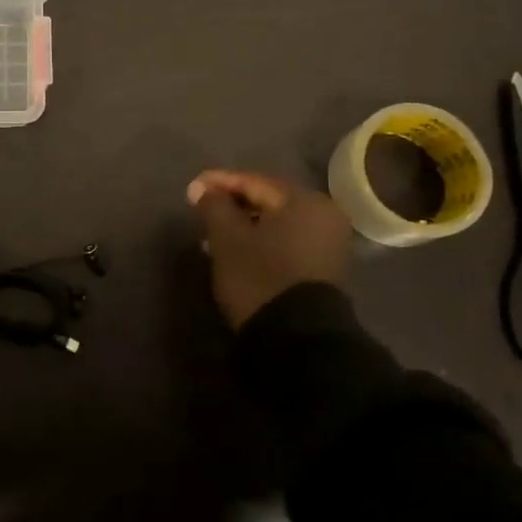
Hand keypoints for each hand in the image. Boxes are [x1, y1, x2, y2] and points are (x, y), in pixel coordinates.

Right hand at [188, 169, 351, 328]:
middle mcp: (324, 215)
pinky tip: (238, 251)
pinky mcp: (324, 268)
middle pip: (268, 201)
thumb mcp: (227, 238)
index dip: (219, 183)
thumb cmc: (260, 277)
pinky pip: (287, 242)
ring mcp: (329, 244)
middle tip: (202, 210)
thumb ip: (214, 206)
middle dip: (233, 204)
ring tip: (214, 234)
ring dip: (245, 225)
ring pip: (277, 223)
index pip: (254, 181)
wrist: (298, 340)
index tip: (192, 188)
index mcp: (305, 200)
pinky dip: (262, 241)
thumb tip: (202, 188)